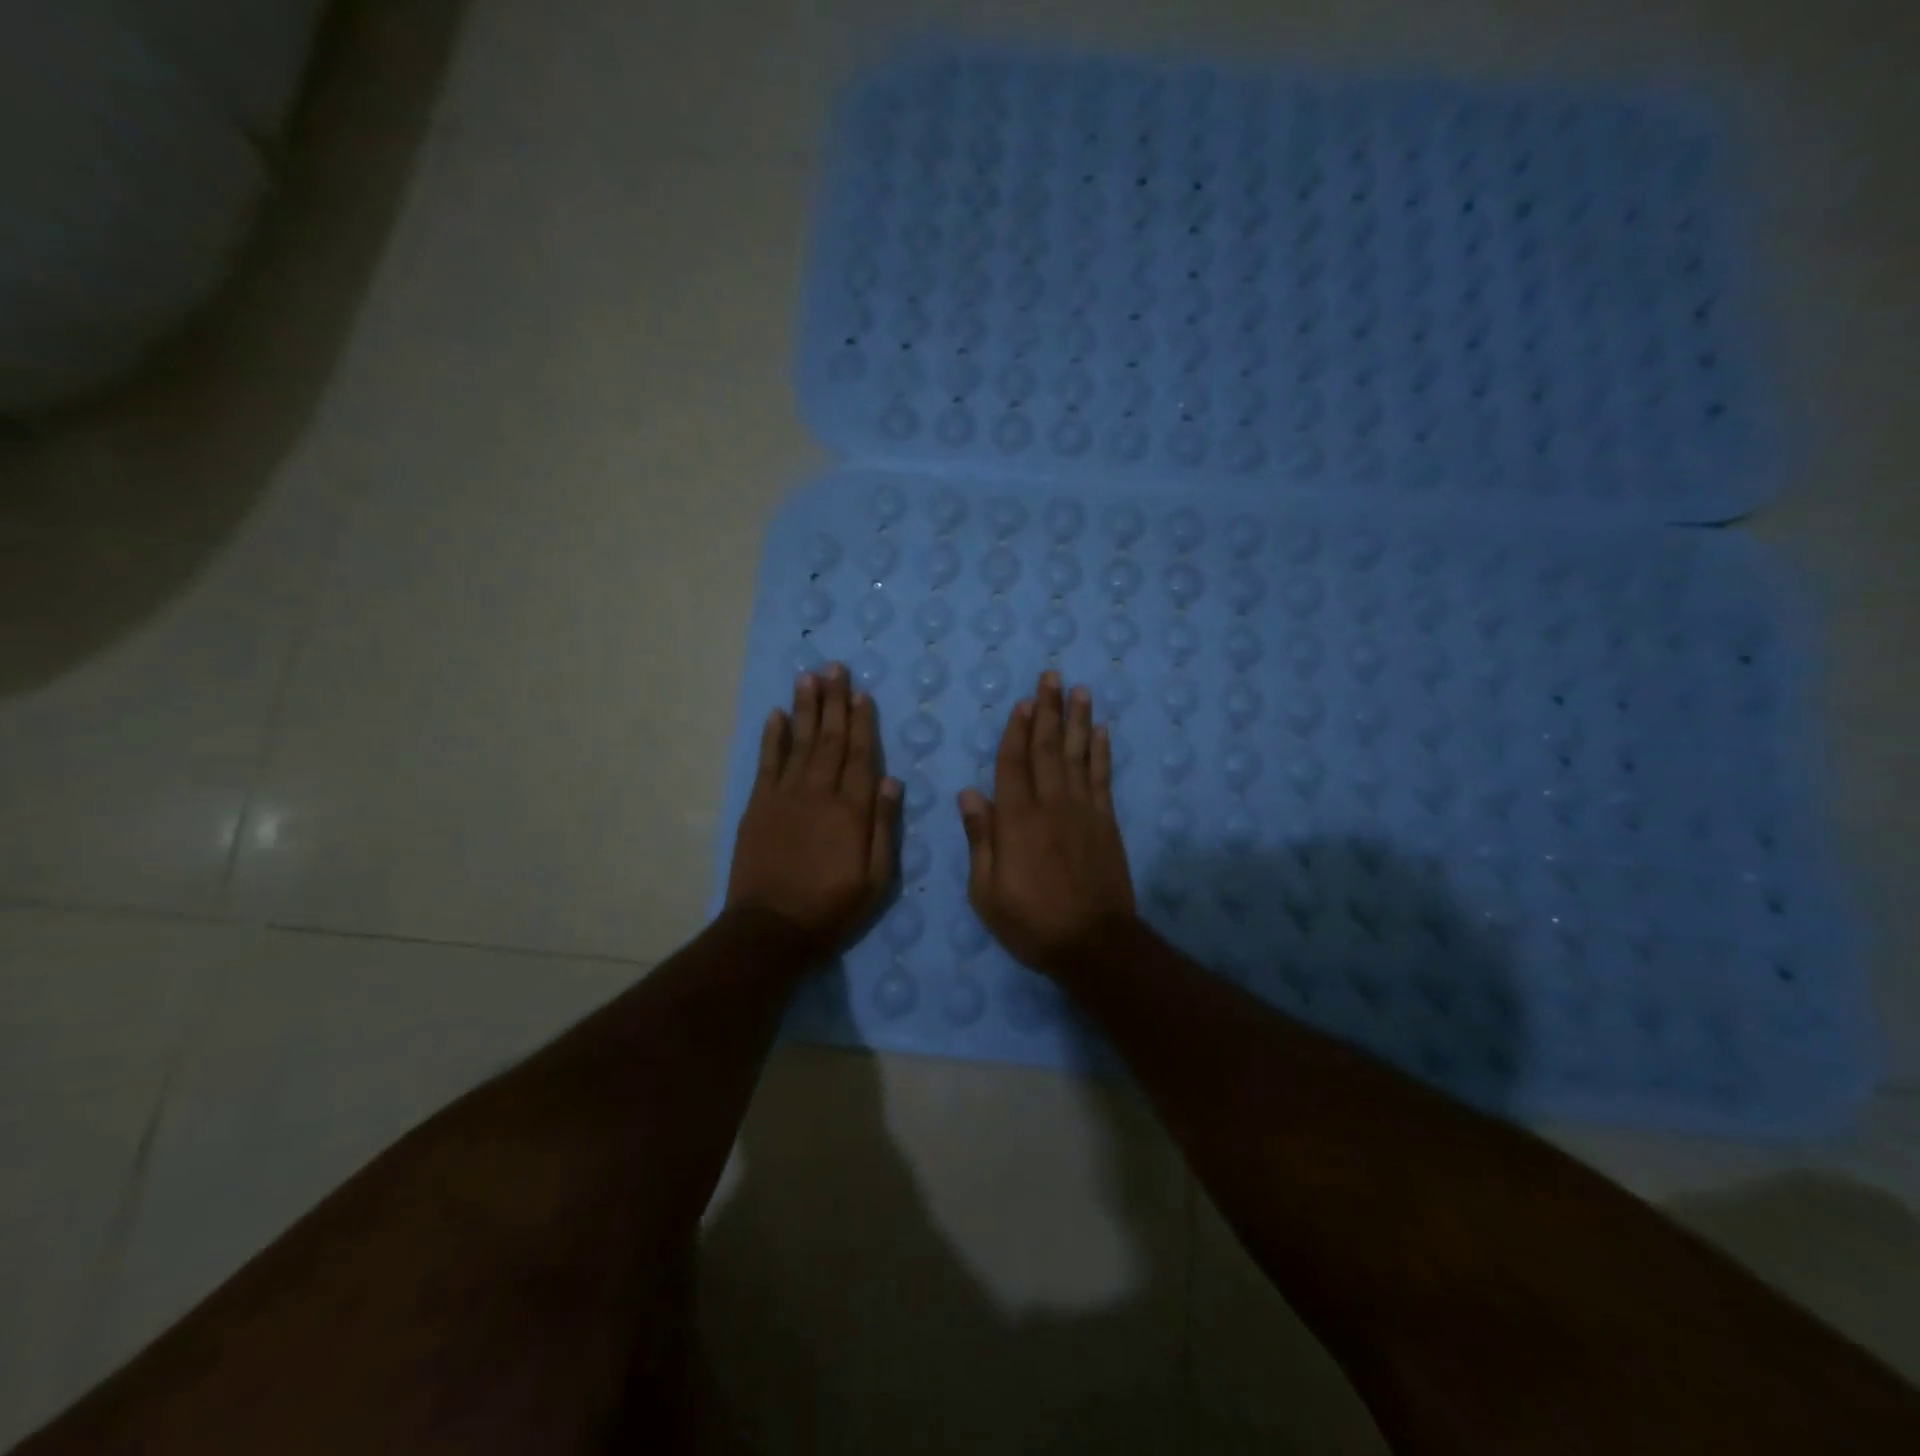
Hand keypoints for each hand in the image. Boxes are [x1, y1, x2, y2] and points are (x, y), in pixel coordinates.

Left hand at [726, 664, 900, 954]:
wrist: (771, 929)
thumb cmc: (832, 907)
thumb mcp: (876, 879)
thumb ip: (884, 827)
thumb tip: (892, 780)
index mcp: (851, 810)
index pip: (861, 755)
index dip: (862, 722)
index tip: (861, 693)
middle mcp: (819, 793)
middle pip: (830, 739)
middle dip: (834, 701)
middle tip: (834, 667)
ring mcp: (785, 796)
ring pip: (800, 742)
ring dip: (805, 708)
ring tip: (808, 677)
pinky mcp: (758, 806)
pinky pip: (767, 762)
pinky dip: (773, 736)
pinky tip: (777, 714)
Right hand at [958, 671, 1136, 975]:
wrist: (1093, 944)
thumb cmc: (1031, 921)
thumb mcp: (987, 891)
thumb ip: (981, 838)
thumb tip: (970, 793)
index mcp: (1017, 821)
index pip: (1013, 764)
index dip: (1017, 731)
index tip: (1022, 702)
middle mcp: (1051, 806)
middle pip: (1048, 749)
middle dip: (1048, 711)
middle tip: (1051, 677)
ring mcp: (1083, 812)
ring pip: (1078, 756)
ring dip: (1078, 721)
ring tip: (1079, 690)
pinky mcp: (1106, 823)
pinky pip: (1103, 779)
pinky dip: (1102, 753)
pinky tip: (1102, 732)